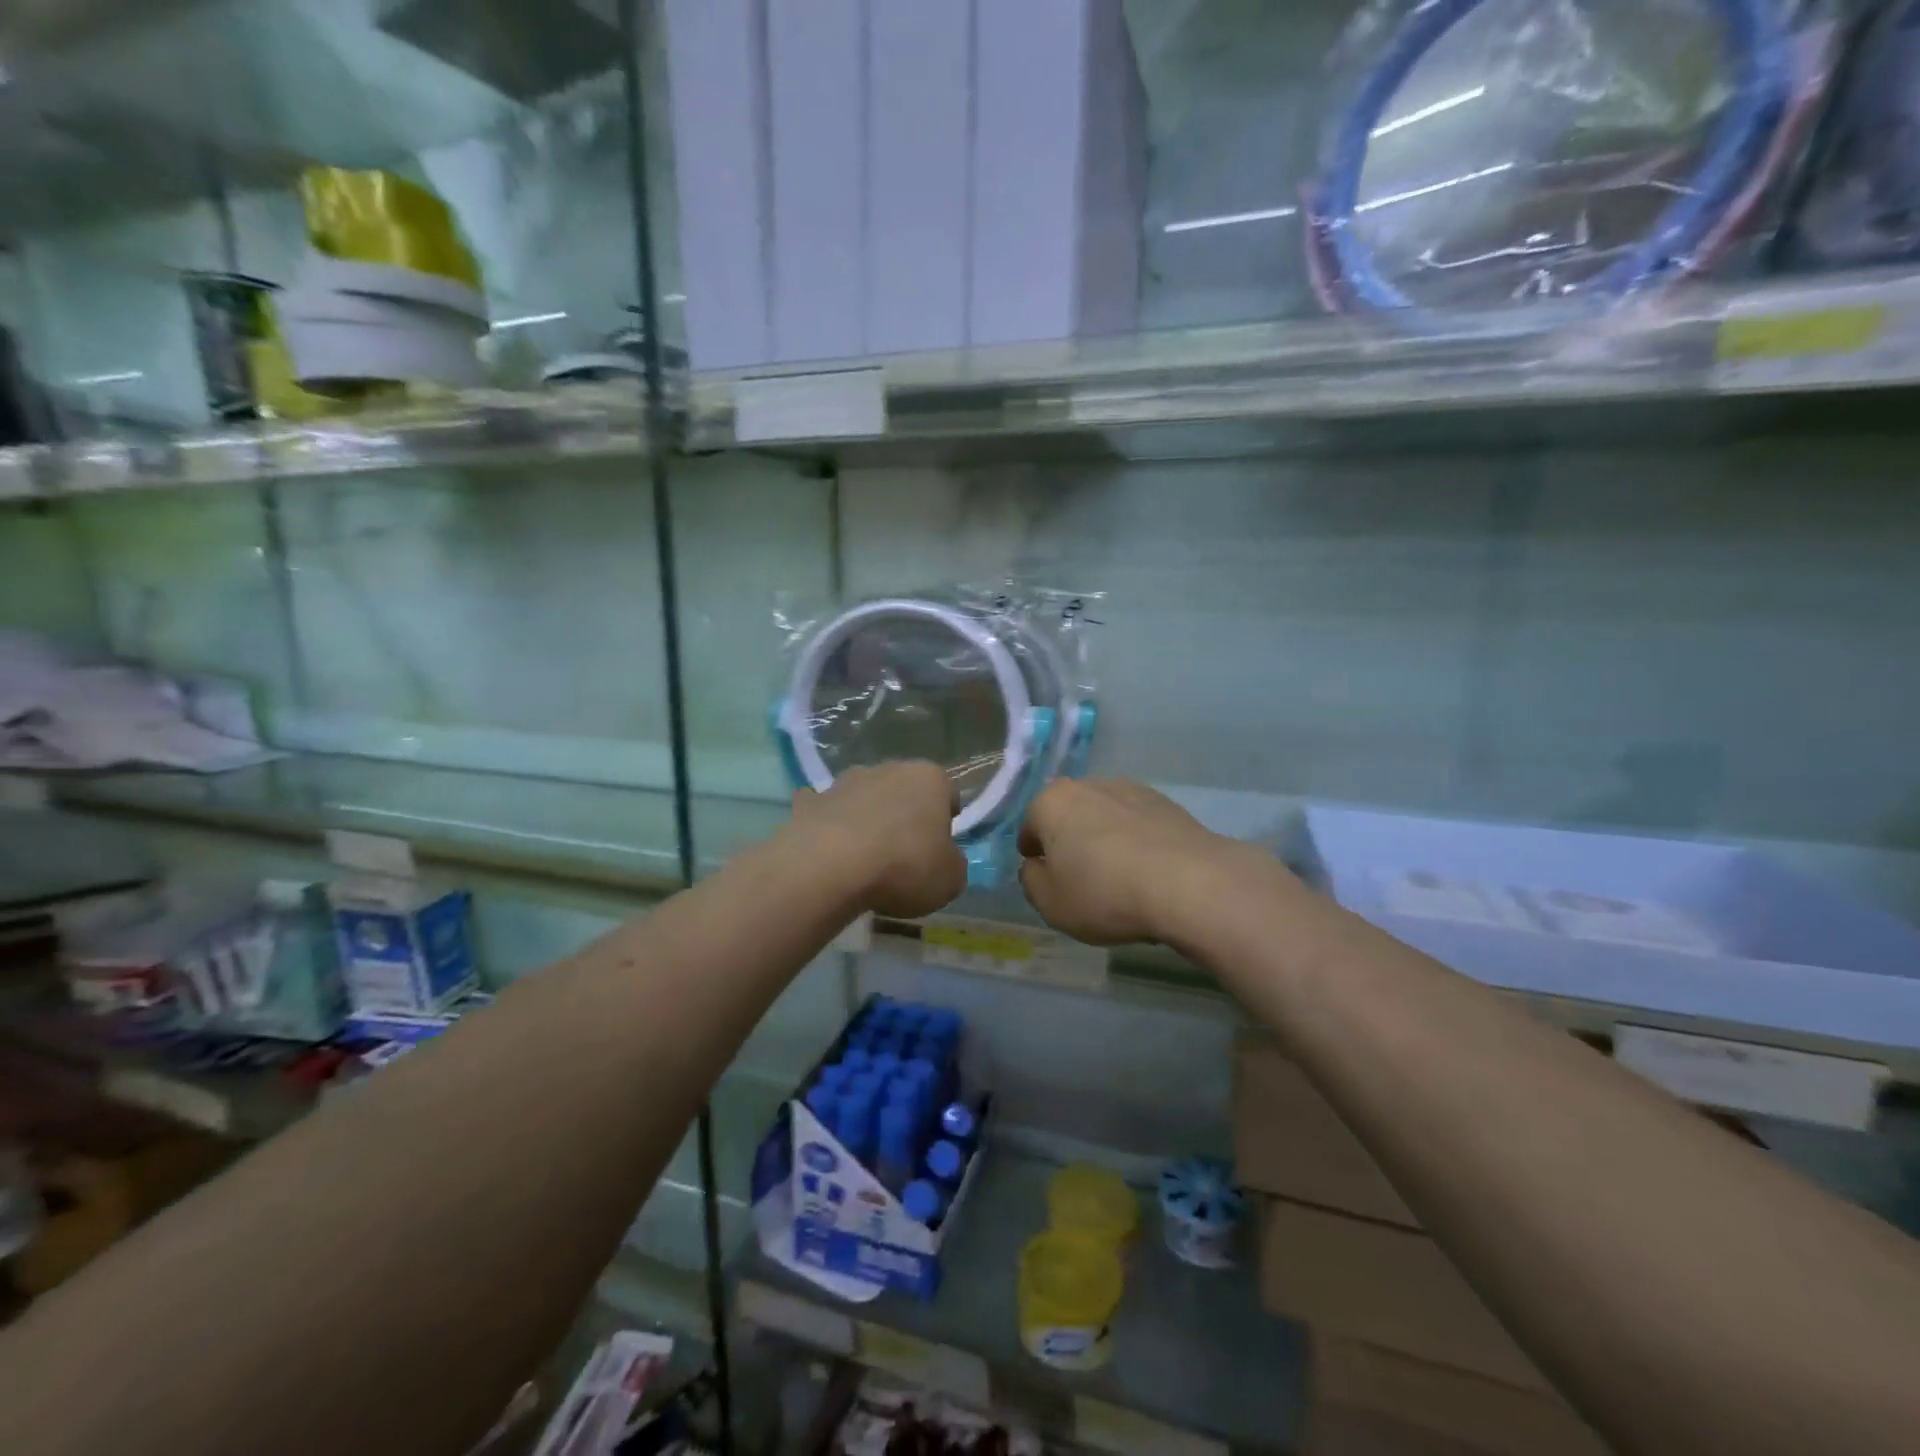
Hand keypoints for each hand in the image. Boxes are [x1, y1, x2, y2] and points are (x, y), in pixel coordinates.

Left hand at [788, 762, 967, 919]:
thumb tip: (944, 859)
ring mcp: (845, 781)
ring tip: (864, 858)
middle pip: (905, 791)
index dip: (946, 822)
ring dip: (867, 818)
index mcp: (930, 779)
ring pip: (864, 797)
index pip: (948, 793)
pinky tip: (827, 852)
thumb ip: (953, 863)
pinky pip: (825, 810)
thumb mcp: (950, 879)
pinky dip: (827, 825)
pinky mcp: (810, 801)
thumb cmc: (904, 867)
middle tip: (904, 856)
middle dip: (905, 815)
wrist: (829, 867)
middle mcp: (889, 769)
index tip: (939, 849)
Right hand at [1017, 779, 1254, 945]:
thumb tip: (1036, 866)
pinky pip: (1138, 824)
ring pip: (1104, 816)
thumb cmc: (1104, 893)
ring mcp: (1131, 790)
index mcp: (1051, 802)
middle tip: (1079, 876)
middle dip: (1069, 840)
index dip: (1033, 854)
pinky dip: (1136, 842)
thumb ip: (1031, 881)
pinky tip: (1146, 871)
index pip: (1029, 826)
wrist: (1189, 883)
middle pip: (1068, 814)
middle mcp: (1088, 785)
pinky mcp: (1167, 803)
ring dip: (1104, 838)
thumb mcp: (1050, 903)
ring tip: (1117, 876)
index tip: (1044, 876)